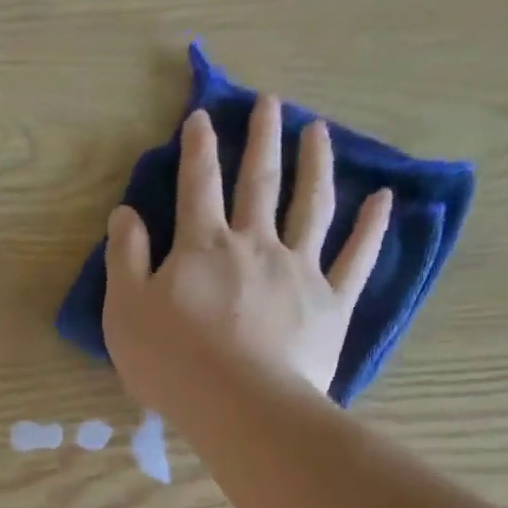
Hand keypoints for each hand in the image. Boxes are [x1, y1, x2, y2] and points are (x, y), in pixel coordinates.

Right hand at [102, 100, 392, 416]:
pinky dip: (371, 228)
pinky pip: (356, 258)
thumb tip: (125, 213)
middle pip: (258, 182)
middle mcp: (254, 244)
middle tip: (269, 103)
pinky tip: (383, 200)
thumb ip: (125, 259)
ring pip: (310, 206)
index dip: (197, 149)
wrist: (239, 404)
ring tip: (318, 132)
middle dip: (261, 139)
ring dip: (315, 164)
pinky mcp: (331, 303)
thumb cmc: (172, 362)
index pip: (197, 185)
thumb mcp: (125, 311)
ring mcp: (299, 270)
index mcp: (202, 247)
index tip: (202, 117)